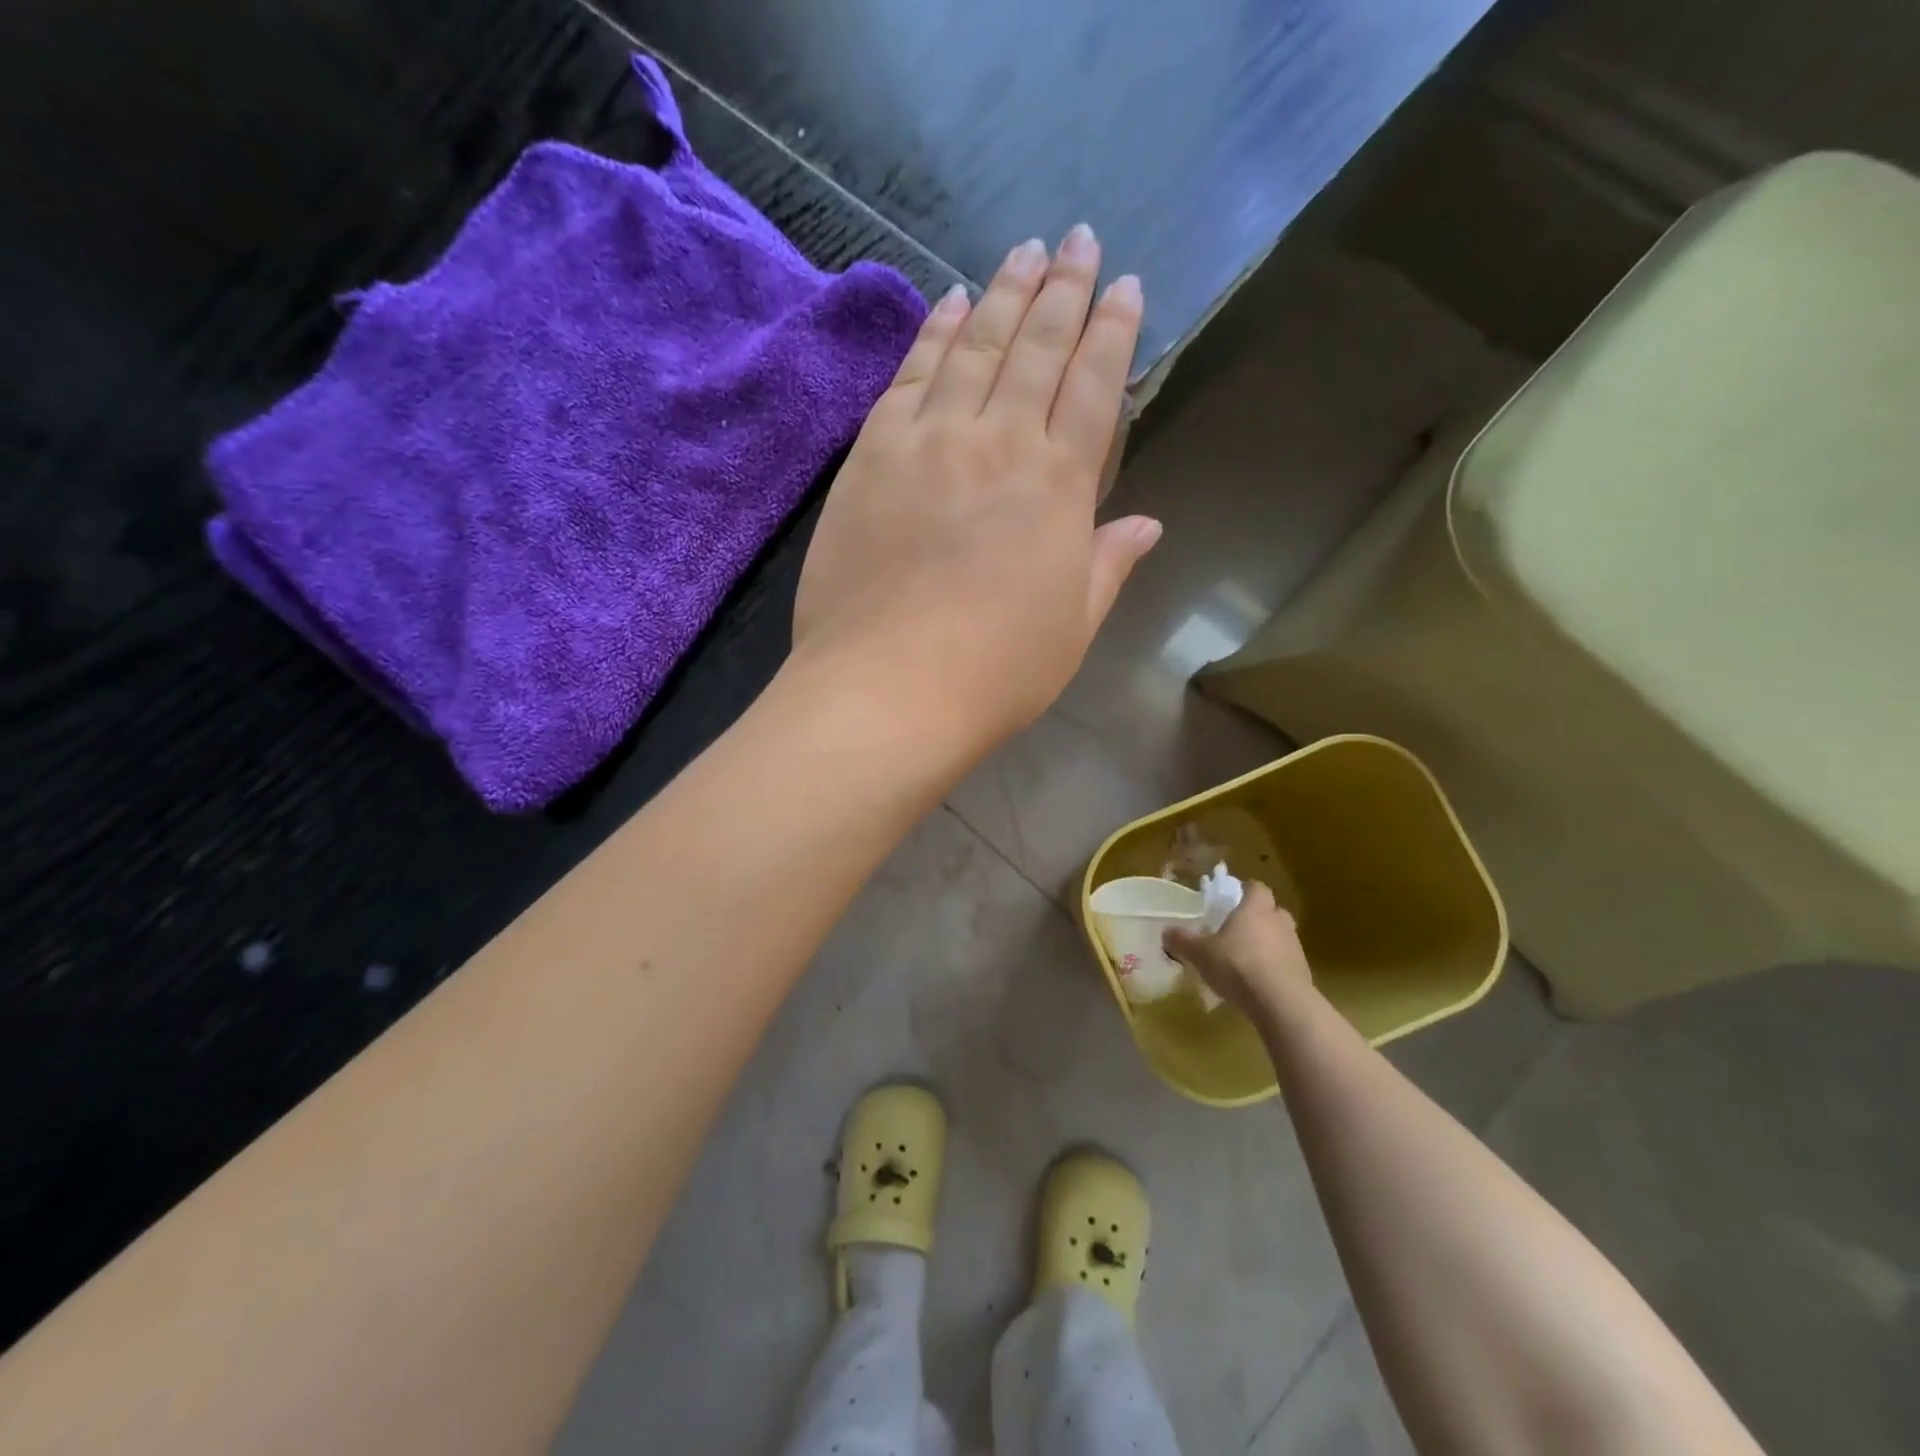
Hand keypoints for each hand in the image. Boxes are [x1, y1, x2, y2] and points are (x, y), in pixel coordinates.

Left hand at [791, 227, 1159, 762]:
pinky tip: (948, 302)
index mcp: (1058, 487)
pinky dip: (933, 333)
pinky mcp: (872, 455)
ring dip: (1002, 293)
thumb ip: (1107, 564)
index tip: (1125, 285)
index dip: (1112, 331)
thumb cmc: (995, 673)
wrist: (888, 689)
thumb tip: (1147, 522)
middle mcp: (999, 443)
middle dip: (1063, 287)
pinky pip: (910, 375)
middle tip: (1077, 238)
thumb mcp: (1073, 628)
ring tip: (1022, 250)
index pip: (1094, 386)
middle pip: (1036, 348)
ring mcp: (929, 441)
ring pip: (974, 345)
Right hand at [1164, 882, 1314, 1018]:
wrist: (1281, 1002)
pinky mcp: (1303, 972)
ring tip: (1247, 958)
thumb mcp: (1200, 953)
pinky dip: (1275, 966)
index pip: (1256, 887)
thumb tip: (1166, 931)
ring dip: (1268, 943)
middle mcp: (1278, 921)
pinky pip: (1286, 961)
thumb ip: (1183, 941)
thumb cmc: (1238, 965)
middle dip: (1259, 917)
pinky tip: (1258, 981)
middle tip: (1239, 928)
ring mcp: (1295, 947)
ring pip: (1281, 936)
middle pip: (1273, 911)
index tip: (1233, 899)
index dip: (1246, 891)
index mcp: (1255, 908)